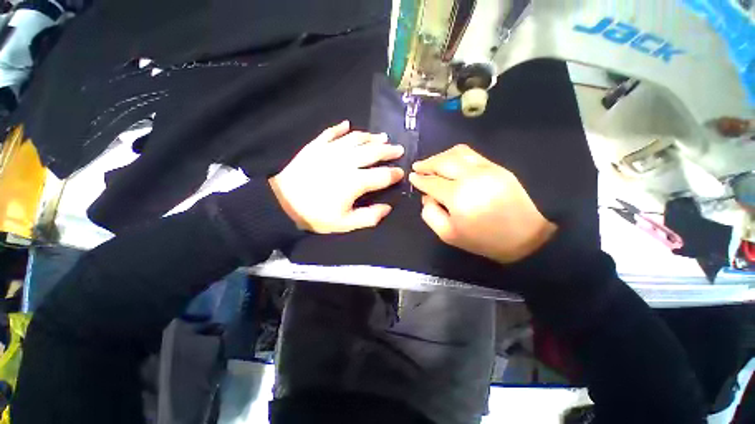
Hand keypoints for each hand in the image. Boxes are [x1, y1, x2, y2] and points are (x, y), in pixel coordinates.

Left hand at [269, 121, 404, 232]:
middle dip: (388, 150)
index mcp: (355, 182)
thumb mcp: (345, 224)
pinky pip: (330, 133)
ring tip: (382, 136)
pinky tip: (347, 124)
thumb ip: (369, 217)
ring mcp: (330, 151)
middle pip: (373, 152)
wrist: (282, 204)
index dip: (394, 174)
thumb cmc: (316, 215)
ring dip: (370, 137)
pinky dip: (340, 128)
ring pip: (355, 139)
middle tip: (398, 149)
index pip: (382, 175)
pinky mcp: (315, 146)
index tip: (401, 173)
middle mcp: (346, 162)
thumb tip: (387, 208)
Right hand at [409, 144, 556, 263]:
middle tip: (417, 167)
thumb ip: (430, 214)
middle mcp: (471, 177)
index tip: (412, 177)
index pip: (432, 182)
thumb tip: (426, 196)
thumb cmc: (483, 239)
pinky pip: (472, 154)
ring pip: (457, 152)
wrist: (526, 237)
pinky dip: (456, 155)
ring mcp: (487, 169)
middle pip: (443, 161)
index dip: (419, 179)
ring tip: (432, 163)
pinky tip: (451, 163)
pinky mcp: (498, 167)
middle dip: (427, 163)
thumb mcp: (448, 234)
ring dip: (440, 156)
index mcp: (457, 197)